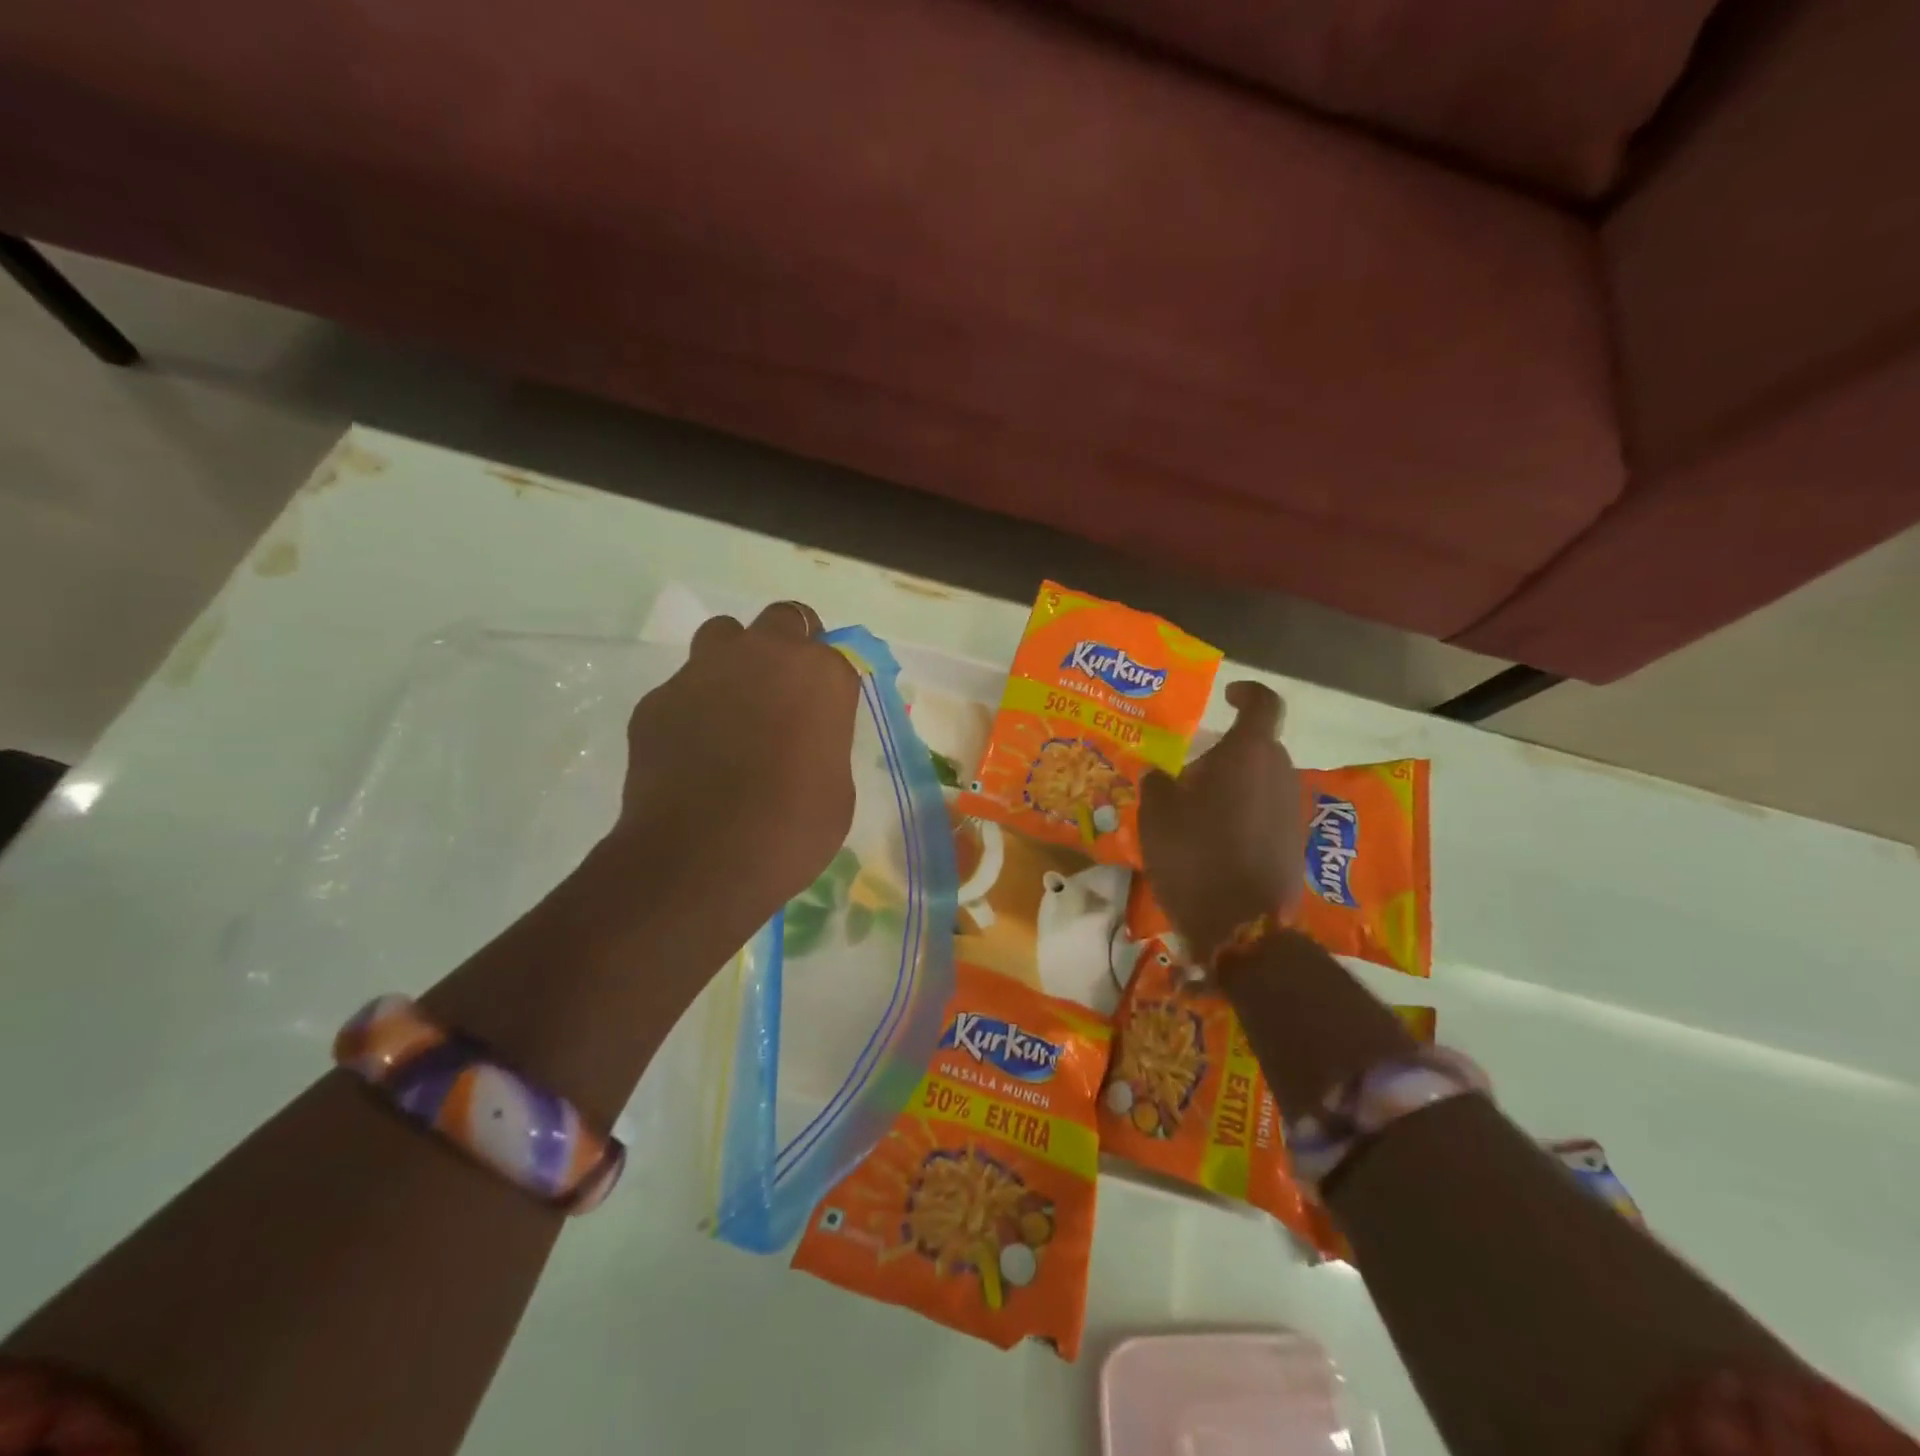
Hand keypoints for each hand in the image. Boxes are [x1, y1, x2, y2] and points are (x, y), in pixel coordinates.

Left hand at [603, 601, 860, 933]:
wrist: (702, 858)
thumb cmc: (793, 828)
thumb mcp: (836, 787)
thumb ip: (823, 741)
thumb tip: (802, 738)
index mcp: (821, 675)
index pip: (836, 655)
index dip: (828, 685)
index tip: (823, 714)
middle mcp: (764, 655)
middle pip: (783, 619)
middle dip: (787, 645)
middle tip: (783, 693)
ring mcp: (704, 670)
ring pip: (723, 636)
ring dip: (734, 661)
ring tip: (733, 711)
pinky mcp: (658, 698)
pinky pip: (682, 687)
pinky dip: (692, 707)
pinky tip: (691, 752)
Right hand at [1139, 681, 1304, 960]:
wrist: (1242, 925)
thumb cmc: (1195, 855)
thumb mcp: (1157, 815)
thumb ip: (1158, 783)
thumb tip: (1161, 774)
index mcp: (1249, 754)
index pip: (1263, 704)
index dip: (1247, 692)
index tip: (1228, 694)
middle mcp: (1279, 774)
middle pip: (1258, 748)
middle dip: (1227, 753)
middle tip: (1190, 774)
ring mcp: (1291, 811)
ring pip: (1262, 781)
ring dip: (1235, 786)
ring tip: (1196, 811)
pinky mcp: (1294, 844)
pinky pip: (1267, 812)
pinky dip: (1244, 814)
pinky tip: (1213, 840)